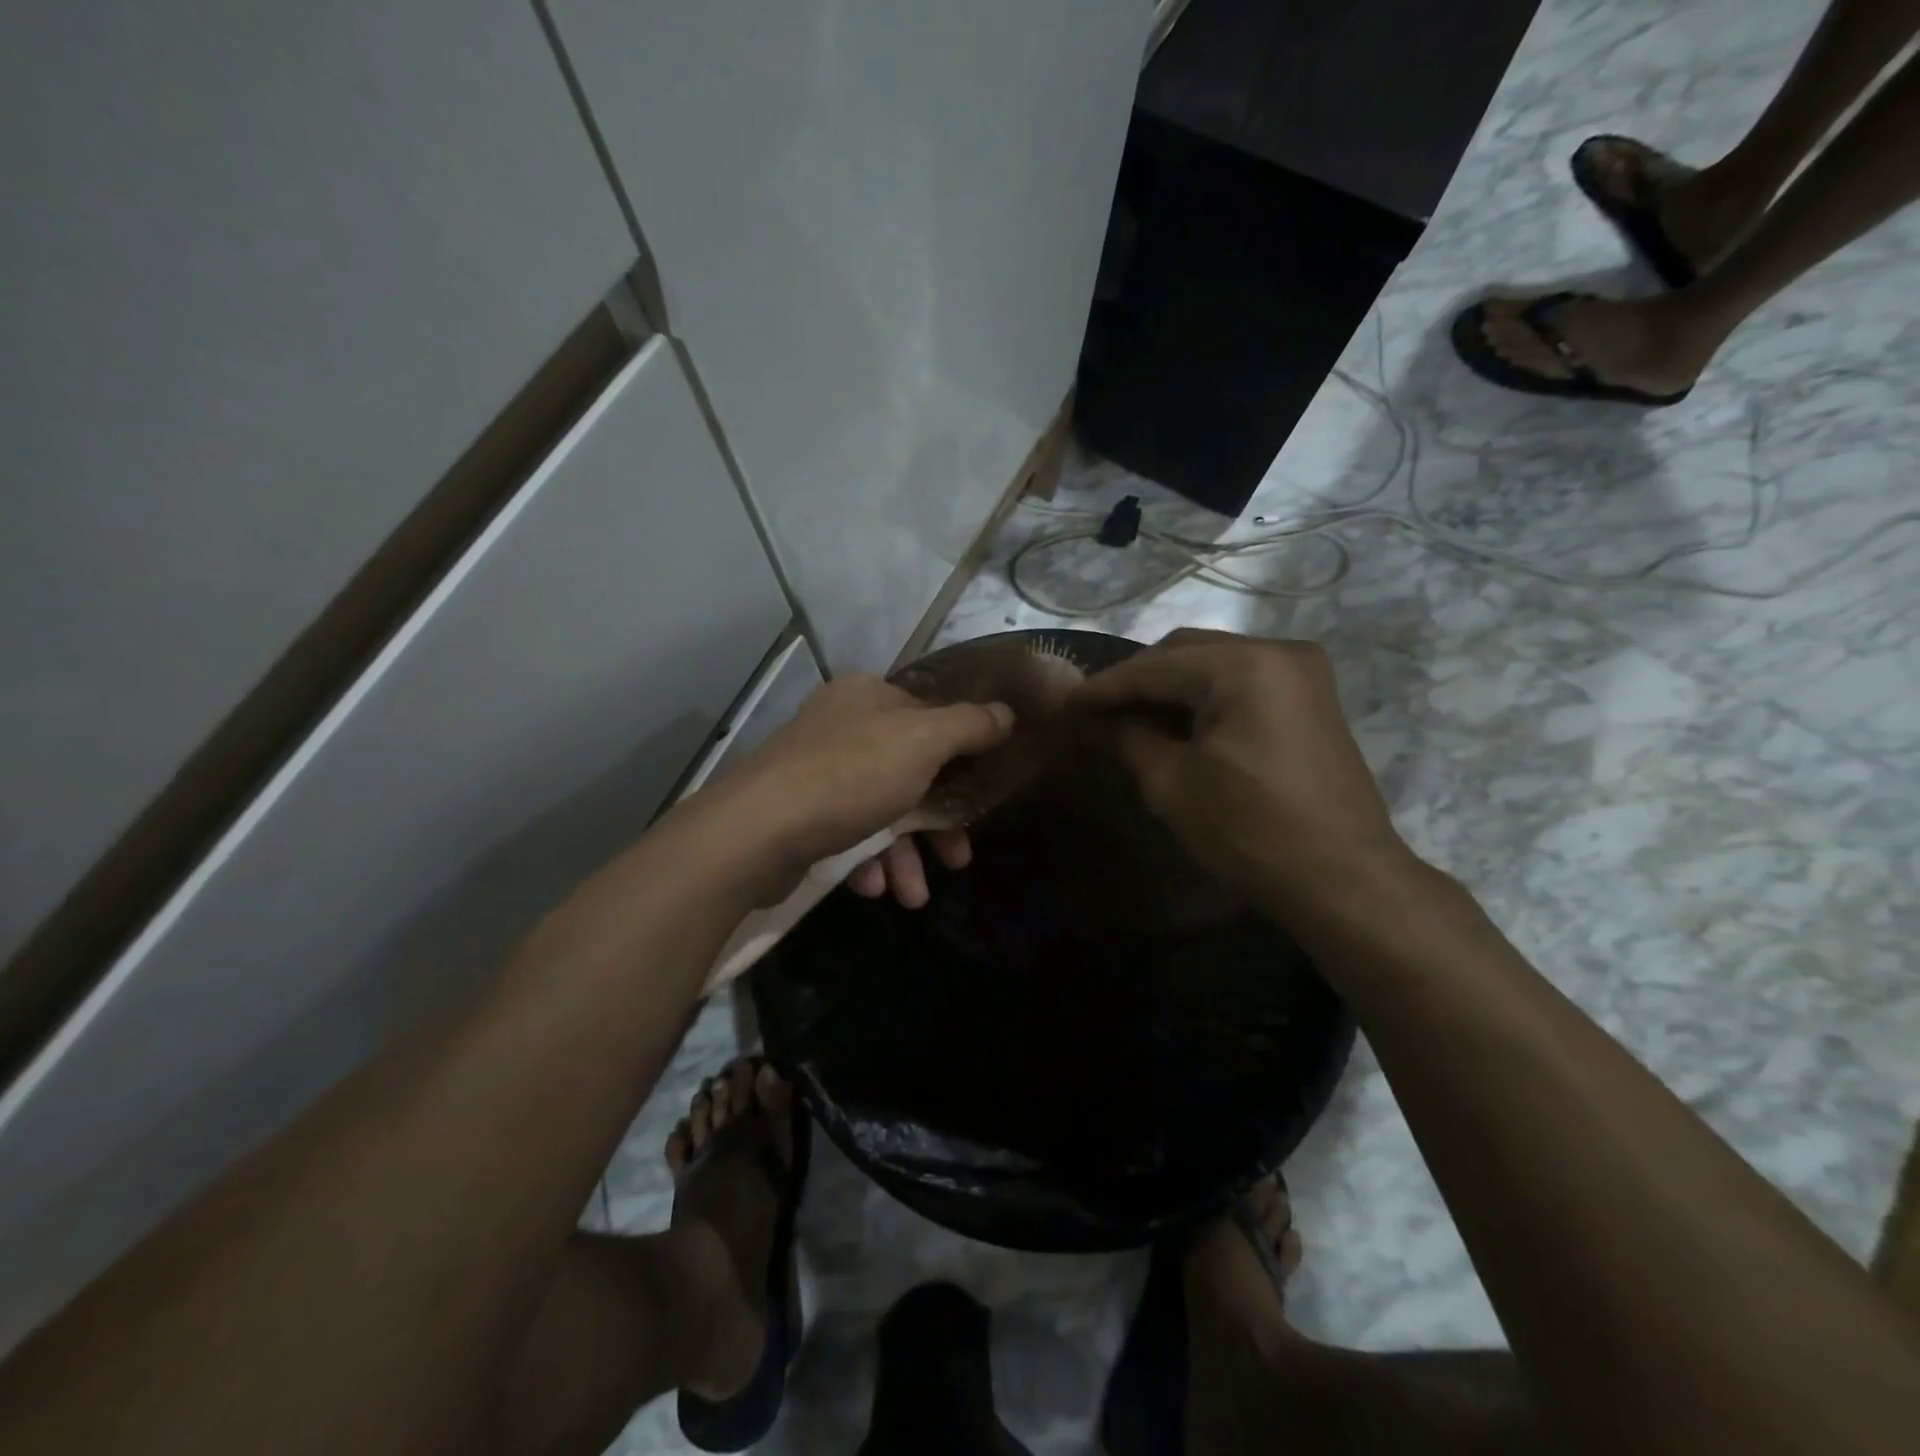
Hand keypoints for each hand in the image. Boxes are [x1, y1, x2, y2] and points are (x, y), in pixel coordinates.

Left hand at [702, 674, 1013, 903]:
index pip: (930, 716)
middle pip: (910, 769)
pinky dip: (867, 859)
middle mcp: (841, 725)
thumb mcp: (923, 742)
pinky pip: (848, 832)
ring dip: (903, 854)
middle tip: (958, 859)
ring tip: (913, 896)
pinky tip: (873, 888)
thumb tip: (1008, 713)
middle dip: (937, 821)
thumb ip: (970, 725)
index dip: (963, 753)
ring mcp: (816, 769)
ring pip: (881, 808)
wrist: (756, 832)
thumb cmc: (850, 776)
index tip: (984, 792)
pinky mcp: (799, 812)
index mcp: (869, 696)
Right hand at [1073, 629, 1415, 908]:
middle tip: (1096, 711)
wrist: (1344, 879)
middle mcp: (1278, 650)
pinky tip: (1177, 722)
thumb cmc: (1251, 831)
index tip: (1065, 704)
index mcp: (1244, 665)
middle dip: (1137, 680)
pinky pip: (1243, 680)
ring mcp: (1302, 672)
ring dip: (1170, 687)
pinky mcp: (1311, 697)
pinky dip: (1204, 696)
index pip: (1154, 666)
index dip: (1105, 687)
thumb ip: (1126, 738)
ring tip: (1130, 717)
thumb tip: (1091, 720)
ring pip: (1214, 663)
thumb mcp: (1173, 784)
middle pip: (1186, 651)